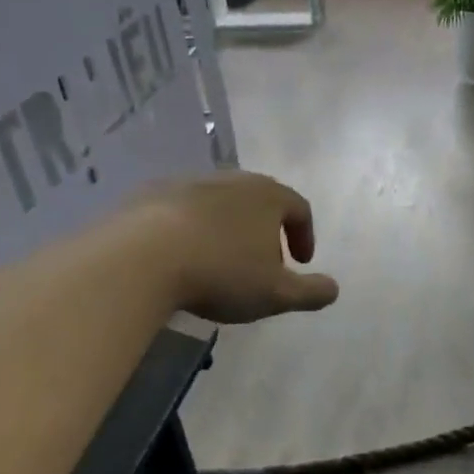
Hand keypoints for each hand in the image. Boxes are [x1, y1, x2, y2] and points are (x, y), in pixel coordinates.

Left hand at [128, 172, 338, 324]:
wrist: (140, 259)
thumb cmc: (221, 273)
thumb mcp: (276, 294)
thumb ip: (310, 292)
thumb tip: (333, 289)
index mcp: (267, 196)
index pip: (299, 208)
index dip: (304, 235)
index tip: (301, 262)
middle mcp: (231, 180)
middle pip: (258, 200)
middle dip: (266, 230)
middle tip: (263, 262)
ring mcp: (188, 183)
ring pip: (218, 204)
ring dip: (226, 229)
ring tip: (220, 261)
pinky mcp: (149, 195)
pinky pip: (180, 211)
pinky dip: (190, 231)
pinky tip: (181, 258)